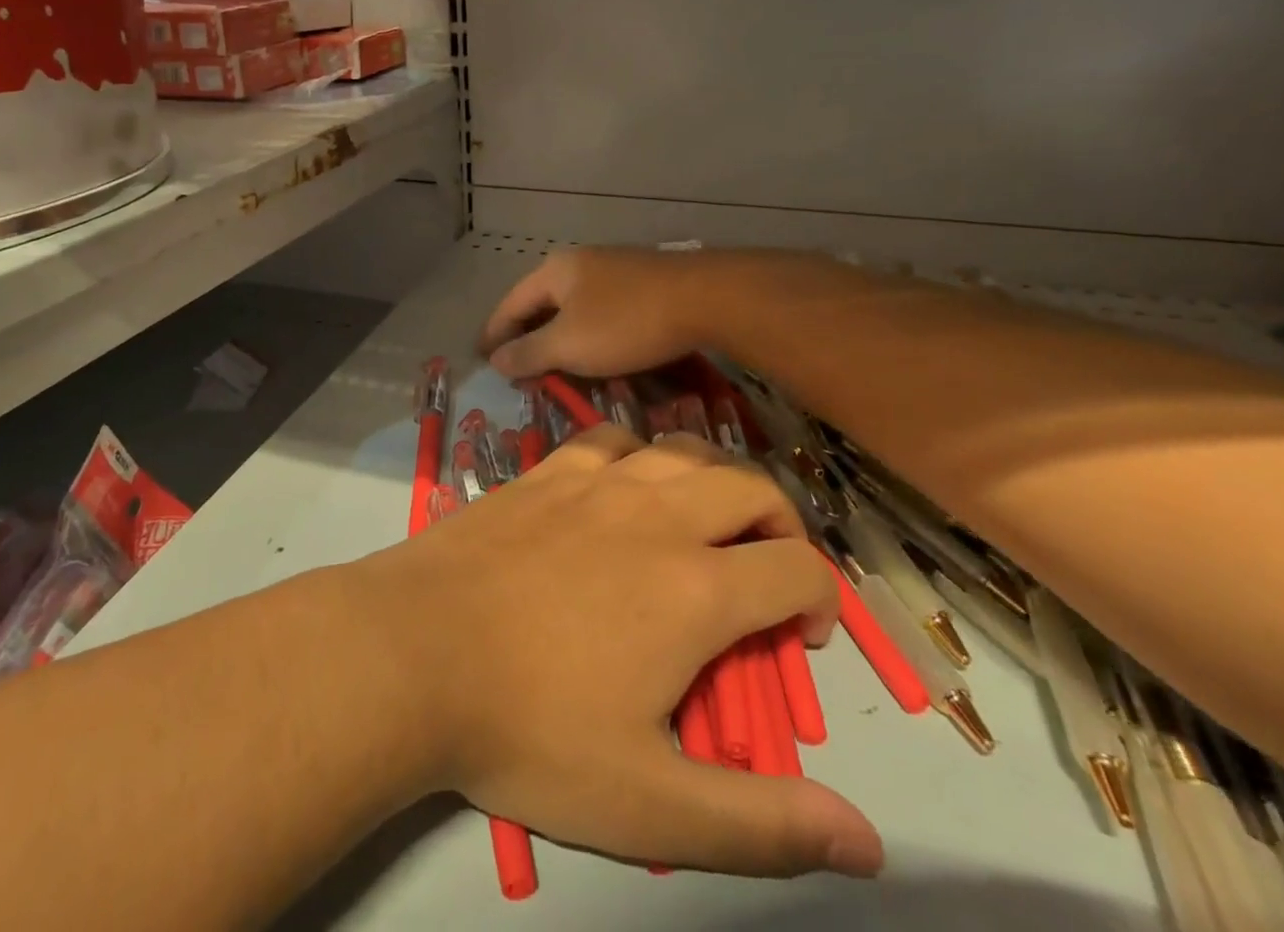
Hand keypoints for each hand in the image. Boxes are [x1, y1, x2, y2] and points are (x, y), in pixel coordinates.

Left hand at [348, 426, 881, 878]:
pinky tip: (622, 487)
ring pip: (682, 449)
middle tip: (766, 568)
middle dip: (779, 523)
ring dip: (713, 480)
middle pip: (750, 486)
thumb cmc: (528, 729)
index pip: (798, 567)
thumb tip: (869, 845)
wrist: (413, 651)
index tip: (801, 637)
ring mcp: (596, 482)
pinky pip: (611, 438)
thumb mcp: (648, 805)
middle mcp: (656, 515)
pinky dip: (637, 455)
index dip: (823, 599)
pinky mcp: (545, 470)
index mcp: (694, 588)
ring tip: (704, 522)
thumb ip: (762, 825)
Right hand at [478, 248, 728, 380]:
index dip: (493, 333)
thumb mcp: (569, 345)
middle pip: (541, 302)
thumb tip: (494, 358)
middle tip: (516, 366)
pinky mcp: (642, 282)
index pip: (510, 304)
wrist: (705, 298)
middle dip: (526, 334)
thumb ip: (528, 352)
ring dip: (558, 335)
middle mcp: (580, 262)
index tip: (482, 358)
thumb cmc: (625, 323)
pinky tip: (596, 350)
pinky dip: (587, 332)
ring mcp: (614, 268)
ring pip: (573, 306)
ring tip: (553, 363)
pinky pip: (600, 310)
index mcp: (554, 270)